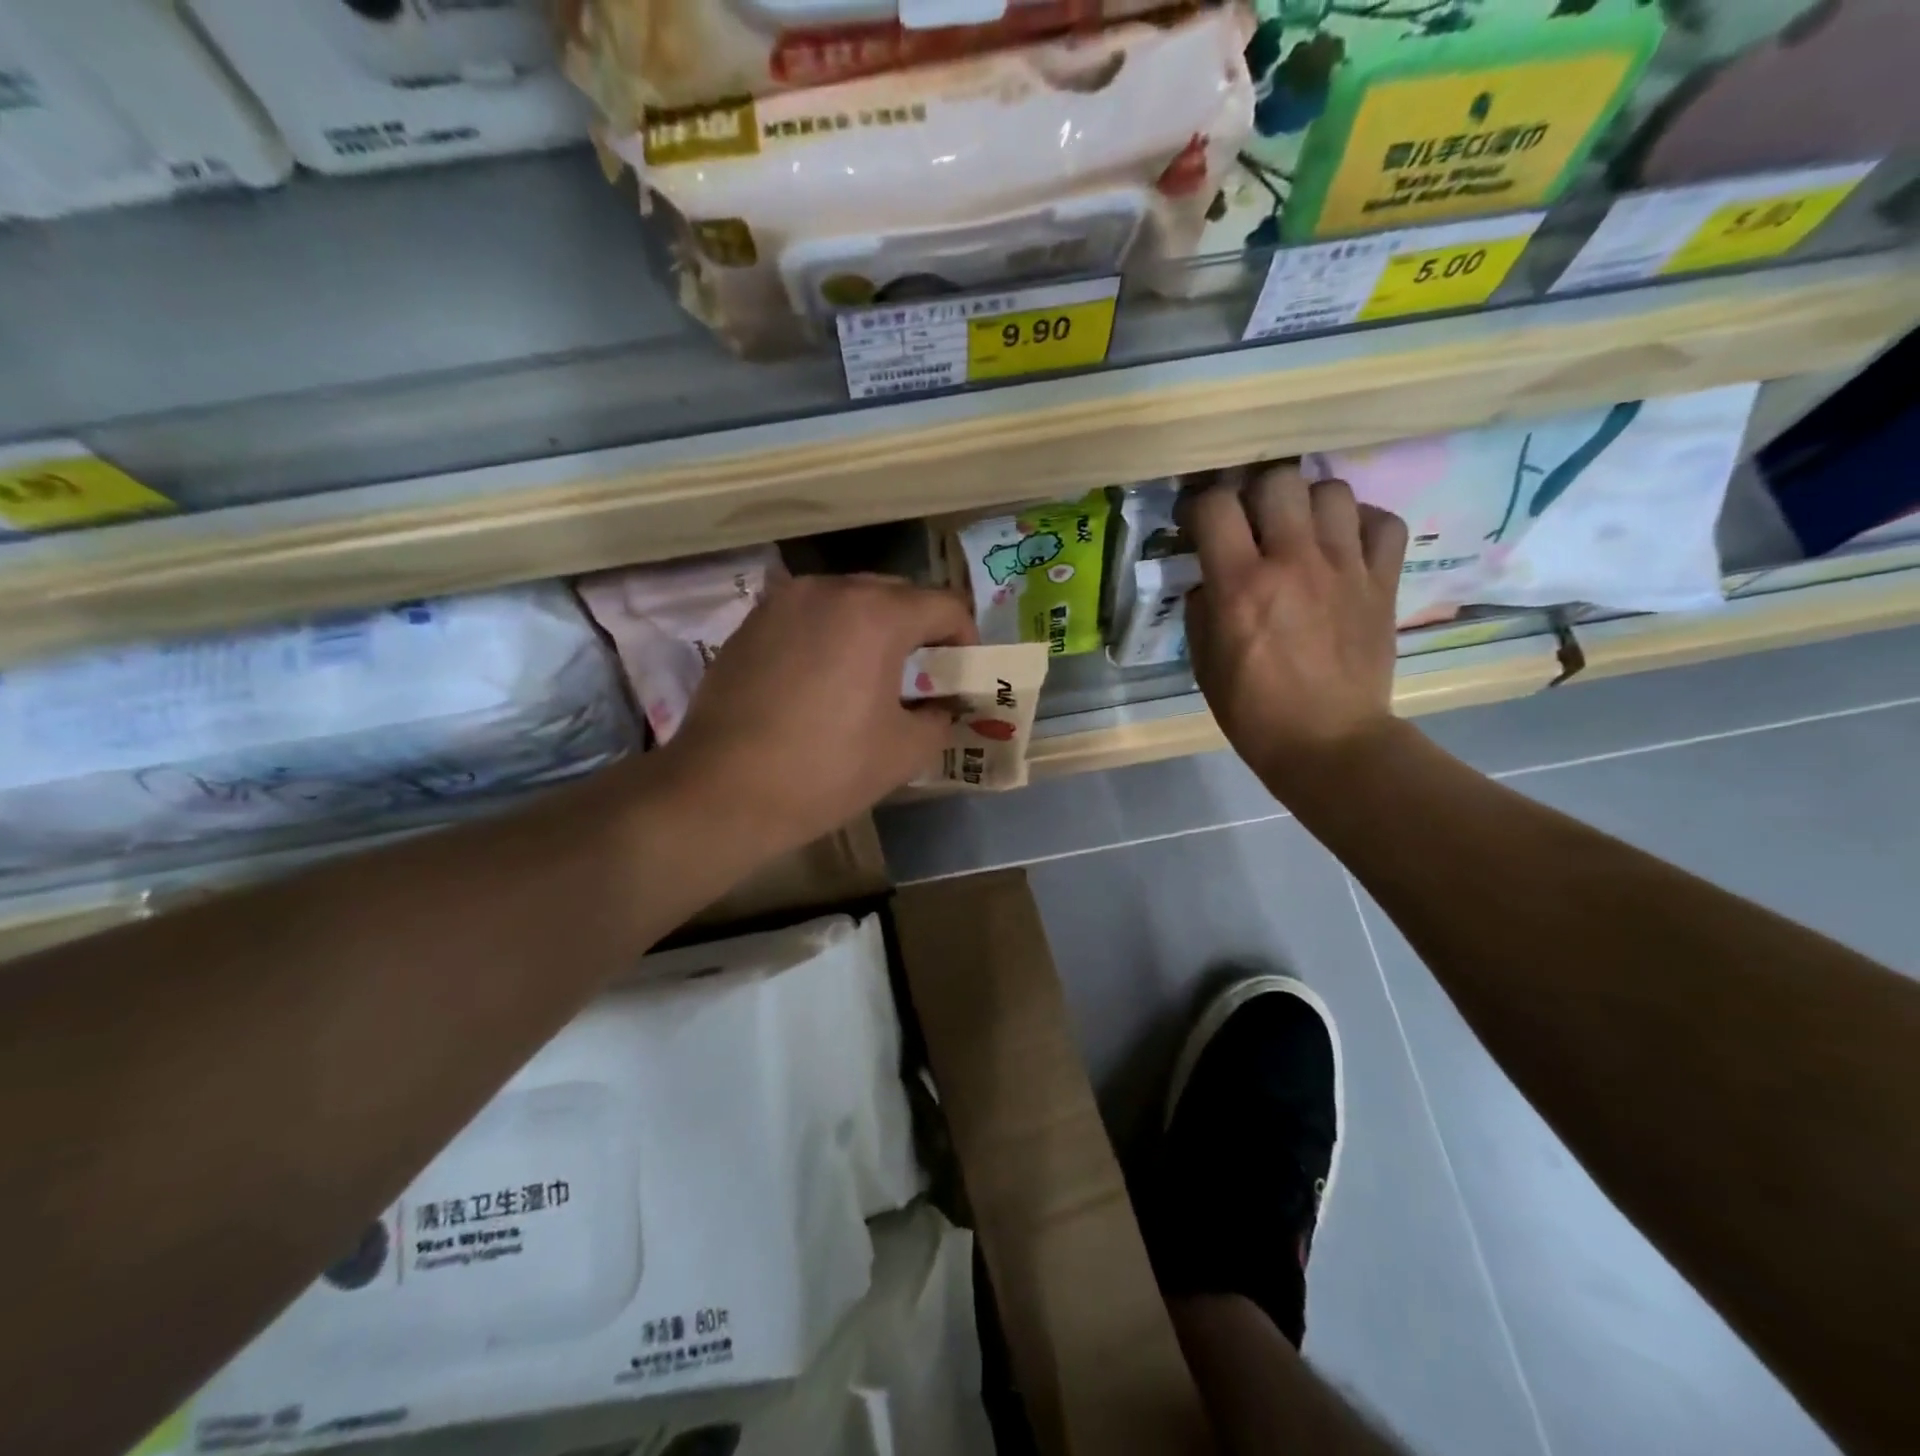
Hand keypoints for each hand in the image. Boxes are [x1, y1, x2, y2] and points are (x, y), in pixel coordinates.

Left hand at [660, 573, 976, 854]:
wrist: (721, 791)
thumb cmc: (824, 771)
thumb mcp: (903, 752)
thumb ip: (939, 718)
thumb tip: (941, 707)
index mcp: (876, 614)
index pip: (944, 605)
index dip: (965, 639)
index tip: (962, 674)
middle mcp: (829, 590)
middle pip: (896, 593)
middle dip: (919, 628)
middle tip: (923, 674)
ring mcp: (783, 602)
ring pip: (848, 599)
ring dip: (873, 627)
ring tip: (872, 674)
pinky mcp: (750, 623)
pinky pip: (809, 615)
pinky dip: (830, 634)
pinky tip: (823, 678)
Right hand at [1179, 465, 1408, 802]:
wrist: (1327, 741)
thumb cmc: (1253, 710)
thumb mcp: (1204, 661)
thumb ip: (1202, 607)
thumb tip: (1210, 578)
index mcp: (1241, 585)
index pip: (1215, 505)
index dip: (1198, 505)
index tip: (1195, 523)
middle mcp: (1294, 561)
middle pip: (1278, 479)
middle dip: (1254, 492)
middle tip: (1250, 519)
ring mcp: (1345, 568)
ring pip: (1332, 489)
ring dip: (1308, 503)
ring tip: (1299, 529)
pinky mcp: (1383, 581)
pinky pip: (1383, 522)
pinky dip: (1362, 523)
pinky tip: (1344, 543)